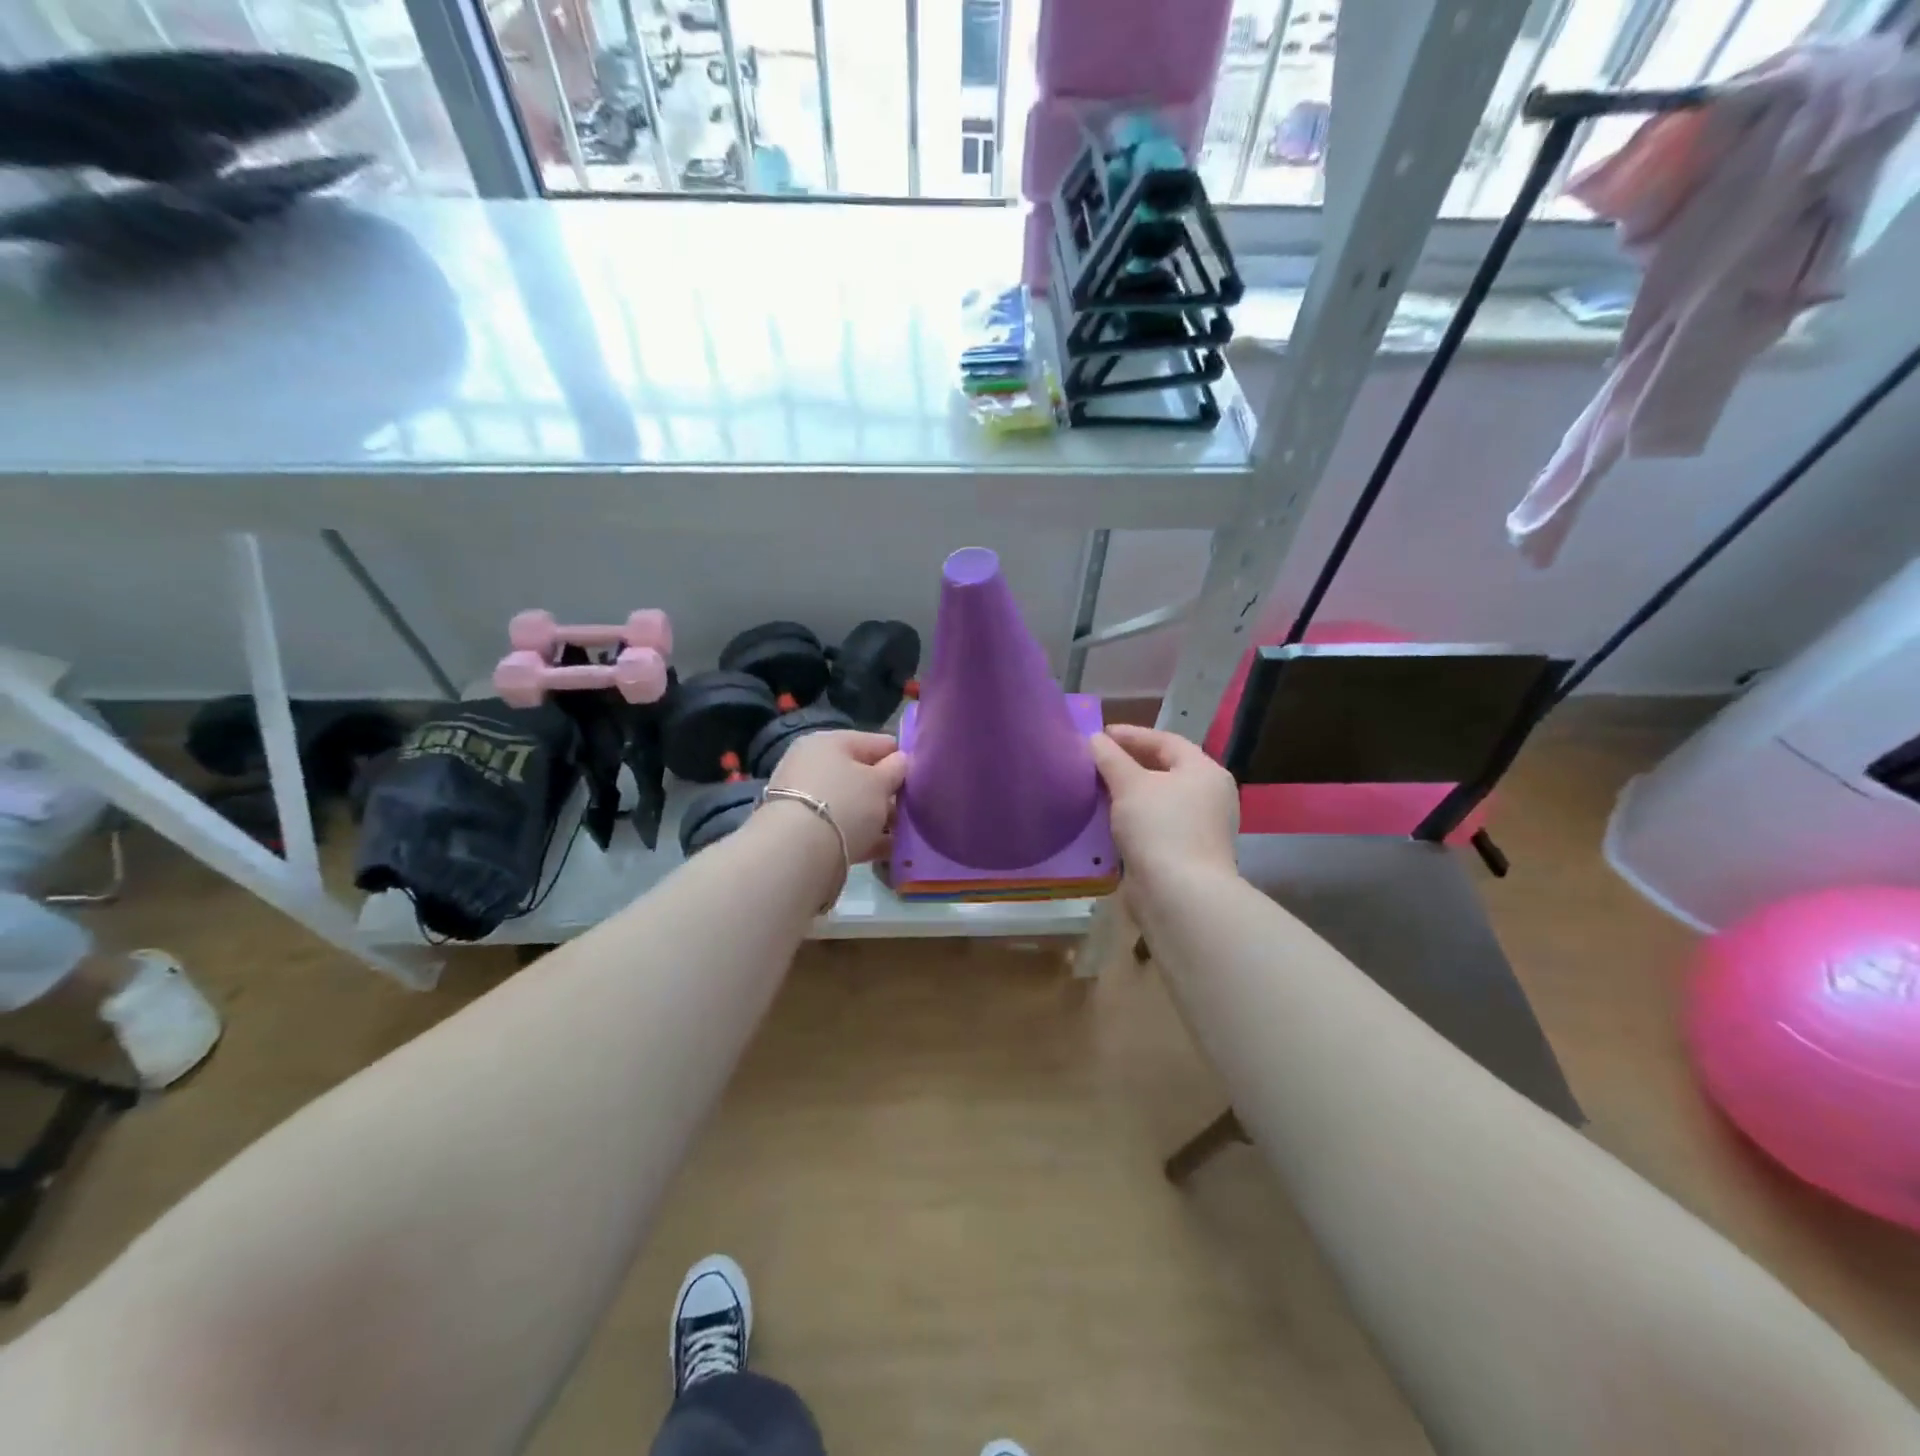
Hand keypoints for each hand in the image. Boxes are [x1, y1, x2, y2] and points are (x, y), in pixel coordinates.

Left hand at [766, 730, 906, 863]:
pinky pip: (843, 827)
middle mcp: (812, 765)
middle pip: (861, 775)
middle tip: (913, 808)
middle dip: (888, 792)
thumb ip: (896, 769)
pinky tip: (888, 849)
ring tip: (904, 832)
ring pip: (852, 803)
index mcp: (829, 742)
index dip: (902, 757)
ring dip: (878, 816)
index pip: (876, 742)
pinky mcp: (803, 830)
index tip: (922, 776)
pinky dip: (864, 836)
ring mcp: (805, 798)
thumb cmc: (845, 803)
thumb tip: (902, 760)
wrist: (797, 852)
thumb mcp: (879, 783)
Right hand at [1090, 724, 1239, 888]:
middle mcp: (1209, 796)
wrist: (1180, 895)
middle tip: (1096, 760)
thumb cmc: (1160, 828)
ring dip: (1129, 793)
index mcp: (1204, 772)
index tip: (1099, 735)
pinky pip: (1156, 826)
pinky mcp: (1186, 854)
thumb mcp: (1130, 785)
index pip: (1166, 741)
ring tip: (1096, 788)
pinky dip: (1133, 819)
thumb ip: (1111, 759)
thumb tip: (1095, 739)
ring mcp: (1200, 828)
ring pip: (1159, 800)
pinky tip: (1108, 820)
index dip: (1132, 735)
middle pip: (1165, 770)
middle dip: (1129, 764)